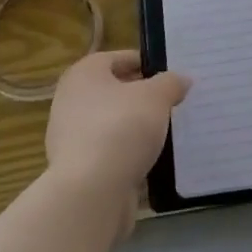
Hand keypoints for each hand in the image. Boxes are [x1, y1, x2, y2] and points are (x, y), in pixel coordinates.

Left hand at [45, 51, 190, 228]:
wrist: (91, 192)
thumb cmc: (121, 128)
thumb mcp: (156, 97)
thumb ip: (171, 83)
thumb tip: (181, 79)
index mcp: (84, 74)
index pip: (118, 58)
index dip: (145, 62)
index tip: (170, 74)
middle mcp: (71, 101)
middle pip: (113, 91)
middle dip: (141, 96)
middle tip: (172, 101)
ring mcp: (70, 137)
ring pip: (111, 123)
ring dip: (135, 126)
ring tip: (166, 130)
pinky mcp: (77, 169)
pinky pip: (109, 152)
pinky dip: (127, 153)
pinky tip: (151, 159)